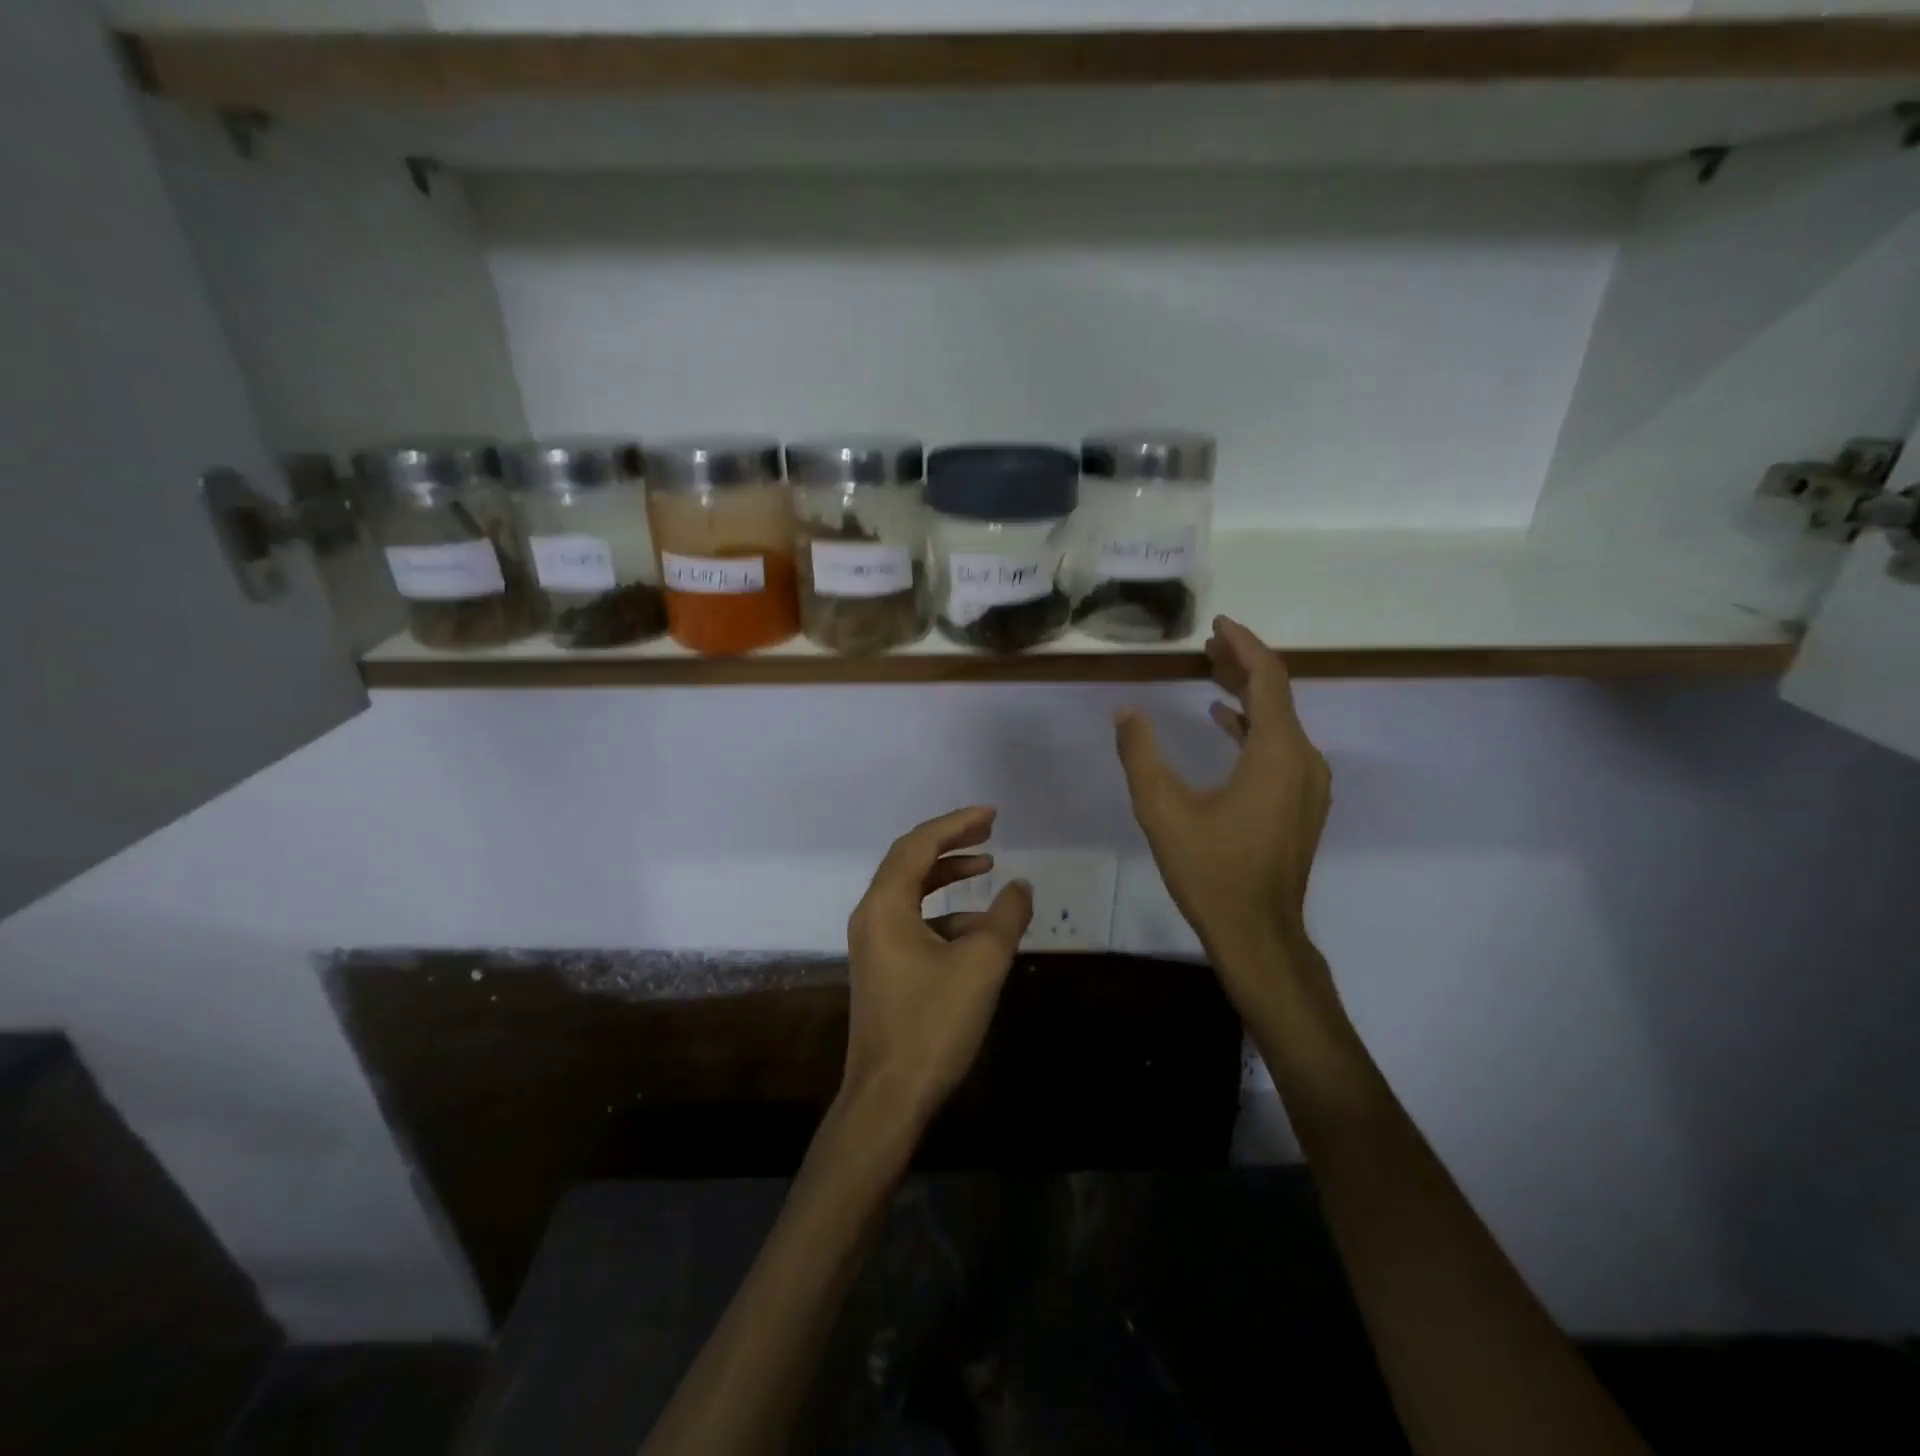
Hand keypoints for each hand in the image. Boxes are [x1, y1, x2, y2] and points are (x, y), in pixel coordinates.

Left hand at [840, 806, 1033, 1132]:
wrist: (888, 1097)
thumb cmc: (932, 1024)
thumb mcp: (981, 964)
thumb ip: (1006, 917)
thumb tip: (1020, 886)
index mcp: (885, 905)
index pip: (919, 845)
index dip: (957, 825)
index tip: (992, 815)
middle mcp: (871, 915)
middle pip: (909, 861)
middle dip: (950, 843)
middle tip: (989, 831)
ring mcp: (873, 943)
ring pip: (911, 892)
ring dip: (947, 876)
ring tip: (988, 869)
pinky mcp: (882, 967)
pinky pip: (912, 921)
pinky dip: (944, 913)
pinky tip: (978, 929)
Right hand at [1115, 617, 1331, 987]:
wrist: (1258, 932)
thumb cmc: (1211, 869)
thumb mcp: (1163, 809)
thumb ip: (1141, 754)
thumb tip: (1125, 712)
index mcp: (1277, 752)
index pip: (1268, 678)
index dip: (1243, 645)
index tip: (1216, 625)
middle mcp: (1304, 760)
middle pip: (1277, 695)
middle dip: (1242, 665)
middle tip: (1206, 646)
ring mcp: (1309, 784)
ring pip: (1281, 722)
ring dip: (1247, 695)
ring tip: (1210, 675)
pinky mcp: (1302, 804)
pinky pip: (1282, 747)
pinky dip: (1253, 727)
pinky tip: (1224, 724)